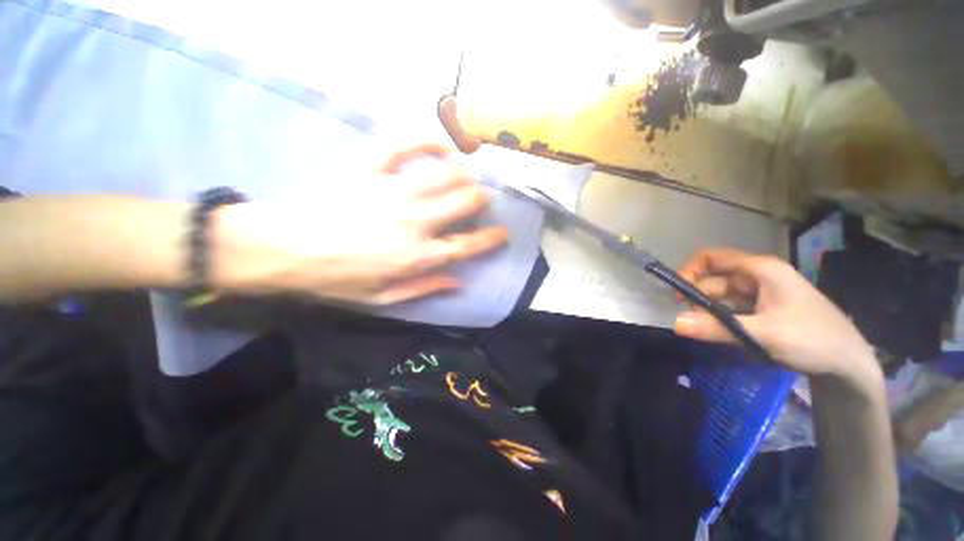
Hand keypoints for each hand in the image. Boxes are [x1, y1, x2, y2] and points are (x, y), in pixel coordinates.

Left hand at [211, 143, 507, 304]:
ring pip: (446, 174)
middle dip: (482, 201)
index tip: (503, 233)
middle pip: (466, 202)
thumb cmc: (335, 279)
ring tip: (467, 176)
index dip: (493, 238)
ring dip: (465, 174)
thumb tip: (459, 281)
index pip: (469, 245)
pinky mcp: (370, 167)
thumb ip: (425, 288)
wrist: (281, 248)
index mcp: (418, 255)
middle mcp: (415, 221)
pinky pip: (405, 144)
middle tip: (481, 201)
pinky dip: (428, 141)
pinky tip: (440, 145)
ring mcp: (393, 190)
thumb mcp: (383, 297)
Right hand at [673, 248, 876, 378]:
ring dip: (710, 312)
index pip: (713, 257)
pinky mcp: (765, 310)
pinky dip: (722, 319)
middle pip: (715, 279)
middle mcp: (759, 277)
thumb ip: (716, 328)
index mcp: (761, 270)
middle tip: (690, 320)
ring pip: (723, 296)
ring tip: (706, 332)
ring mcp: (762, 294)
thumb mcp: (762, 334)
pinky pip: (733, 309)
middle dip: (699, 297)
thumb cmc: (812, 339)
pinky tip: (722, 334)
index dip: (690, 270)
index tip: (678, 292)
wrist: (850, 365)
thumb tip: (675, 323)